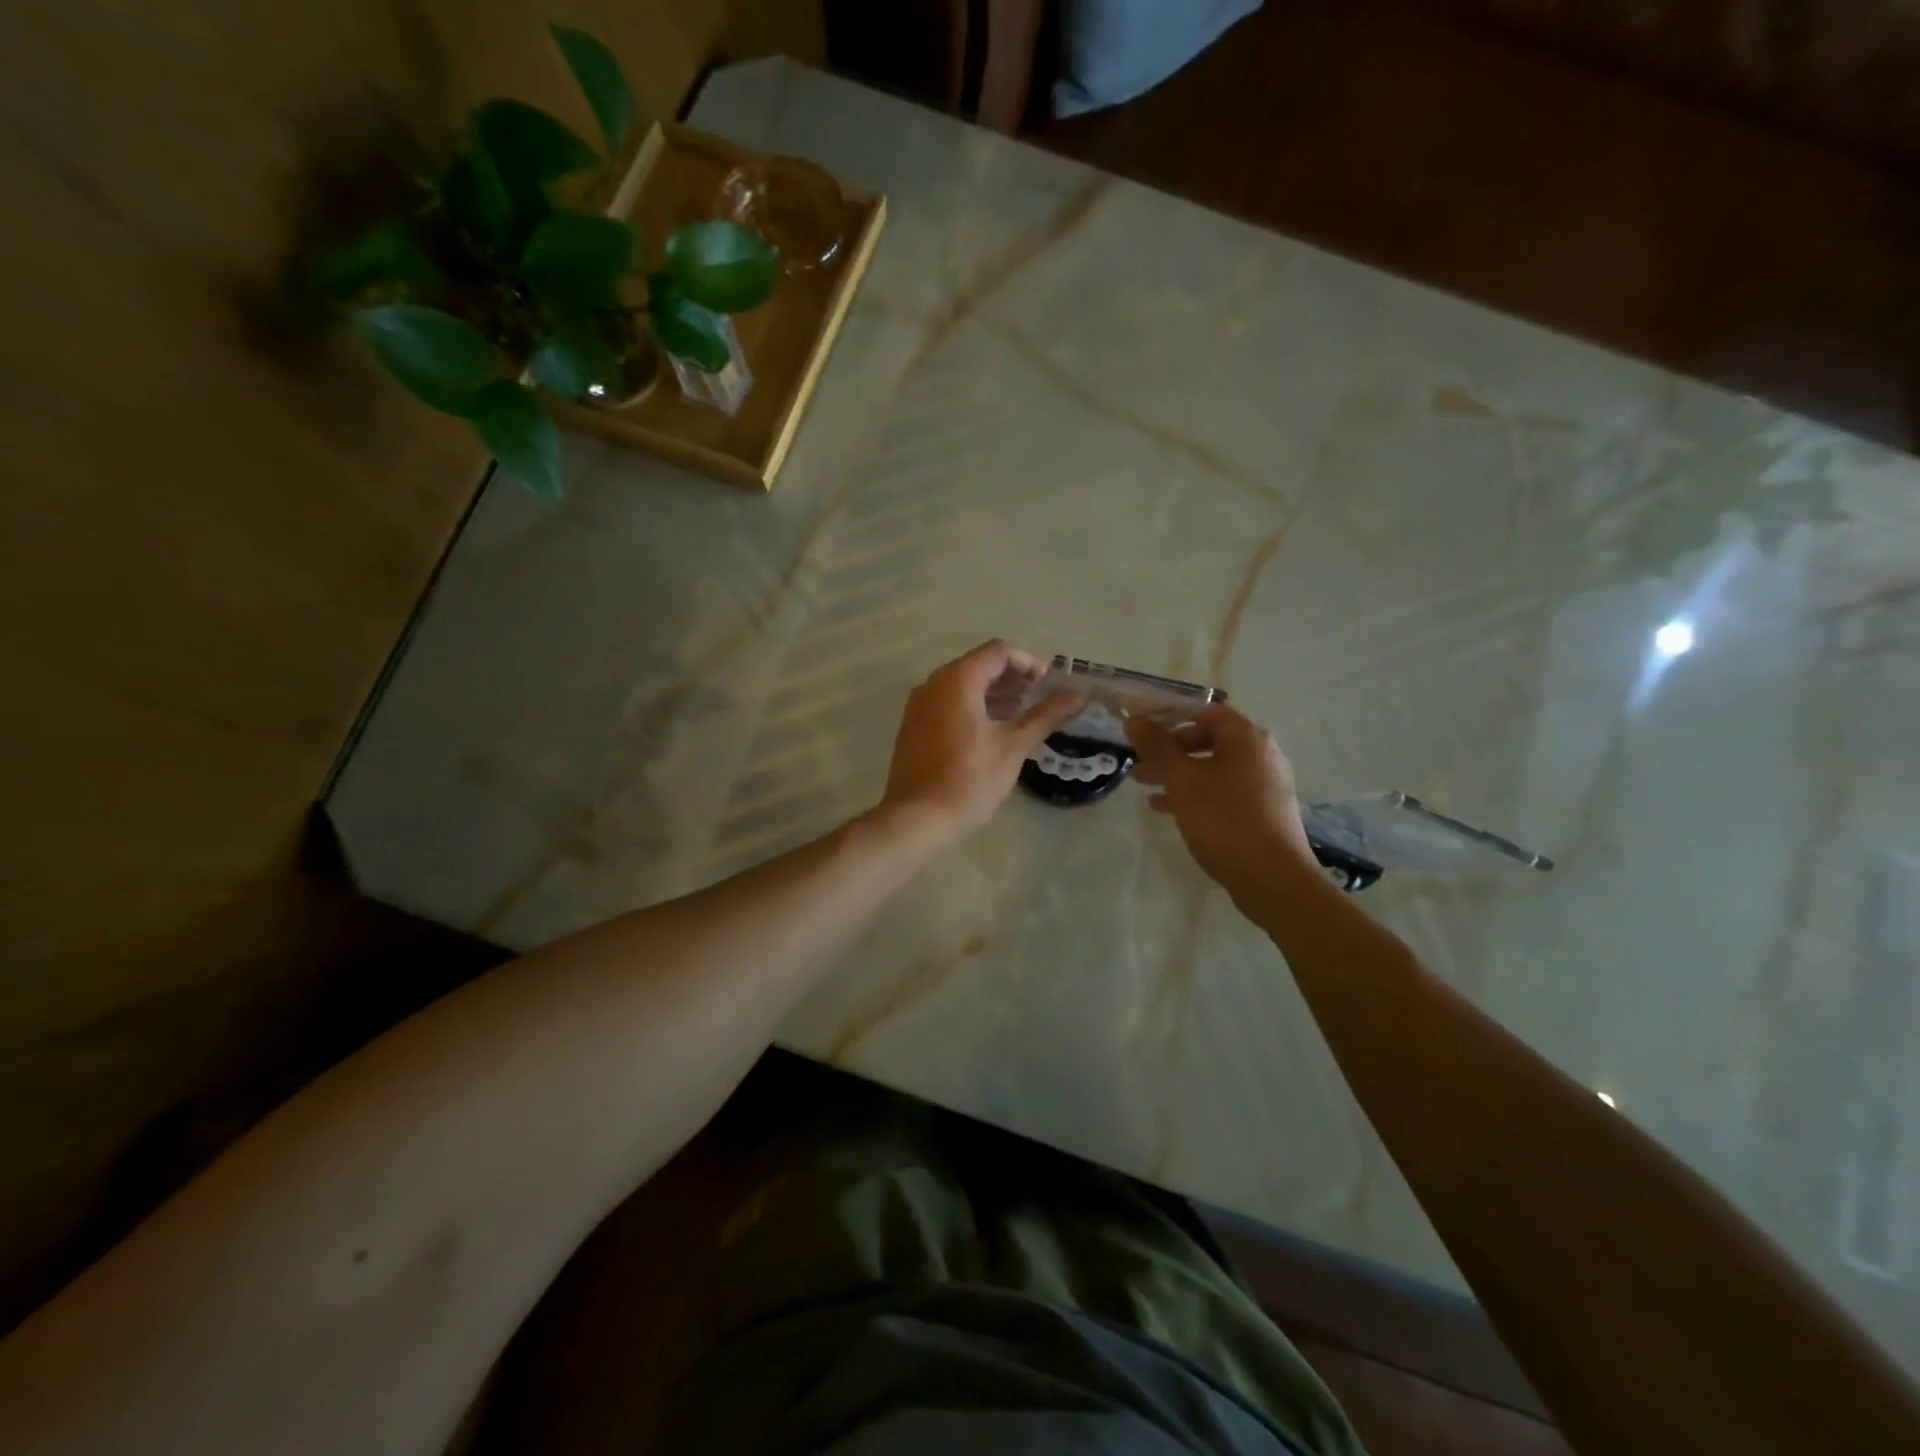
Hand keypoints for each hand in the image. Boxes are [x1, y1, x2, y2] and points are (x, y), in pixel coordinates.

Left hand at [877, 640, 1082, 842]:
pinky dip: (972, 707)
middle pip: (978, 665)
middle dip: (1011, 679)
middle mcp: (933, 684)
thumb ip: (1045, 715)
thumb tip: (1076, 695)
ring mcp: (919, 705)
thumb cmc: (969, 779)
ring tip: (1020, 715)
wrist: (917, 818)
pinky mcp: (913, 727)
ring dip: (992, 694)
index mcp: (957, 680)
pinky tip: (991, 732)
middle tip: (1038, 700)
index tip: (1048, 686)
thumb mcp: (1013, 746)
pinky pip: (947, 704)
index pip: (998, 652)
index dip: (1028, 663)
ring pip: (961, 686)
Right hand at [1126, 704, 1319, 906]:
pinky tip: (1167, 810)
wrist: (1273, 880)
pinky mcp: (1262, 812)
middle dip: (1169, 750)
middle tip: (1139, 763)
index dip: (1170, 716)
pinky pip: (1222, 791)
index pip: (1205, 711)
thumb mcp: (1183, 781)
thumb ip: (1157, 748)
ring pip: (1213, 768)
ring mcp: (1265, 785)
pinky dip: (1195, 794)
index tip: (1141, 731)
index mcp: (1247, 738)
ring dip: (1178, 774)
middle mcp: (1261, 755)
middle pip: (1208, 739)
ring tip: (1145, 787)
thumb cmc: (1225, 821)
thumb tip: (1133, 720)